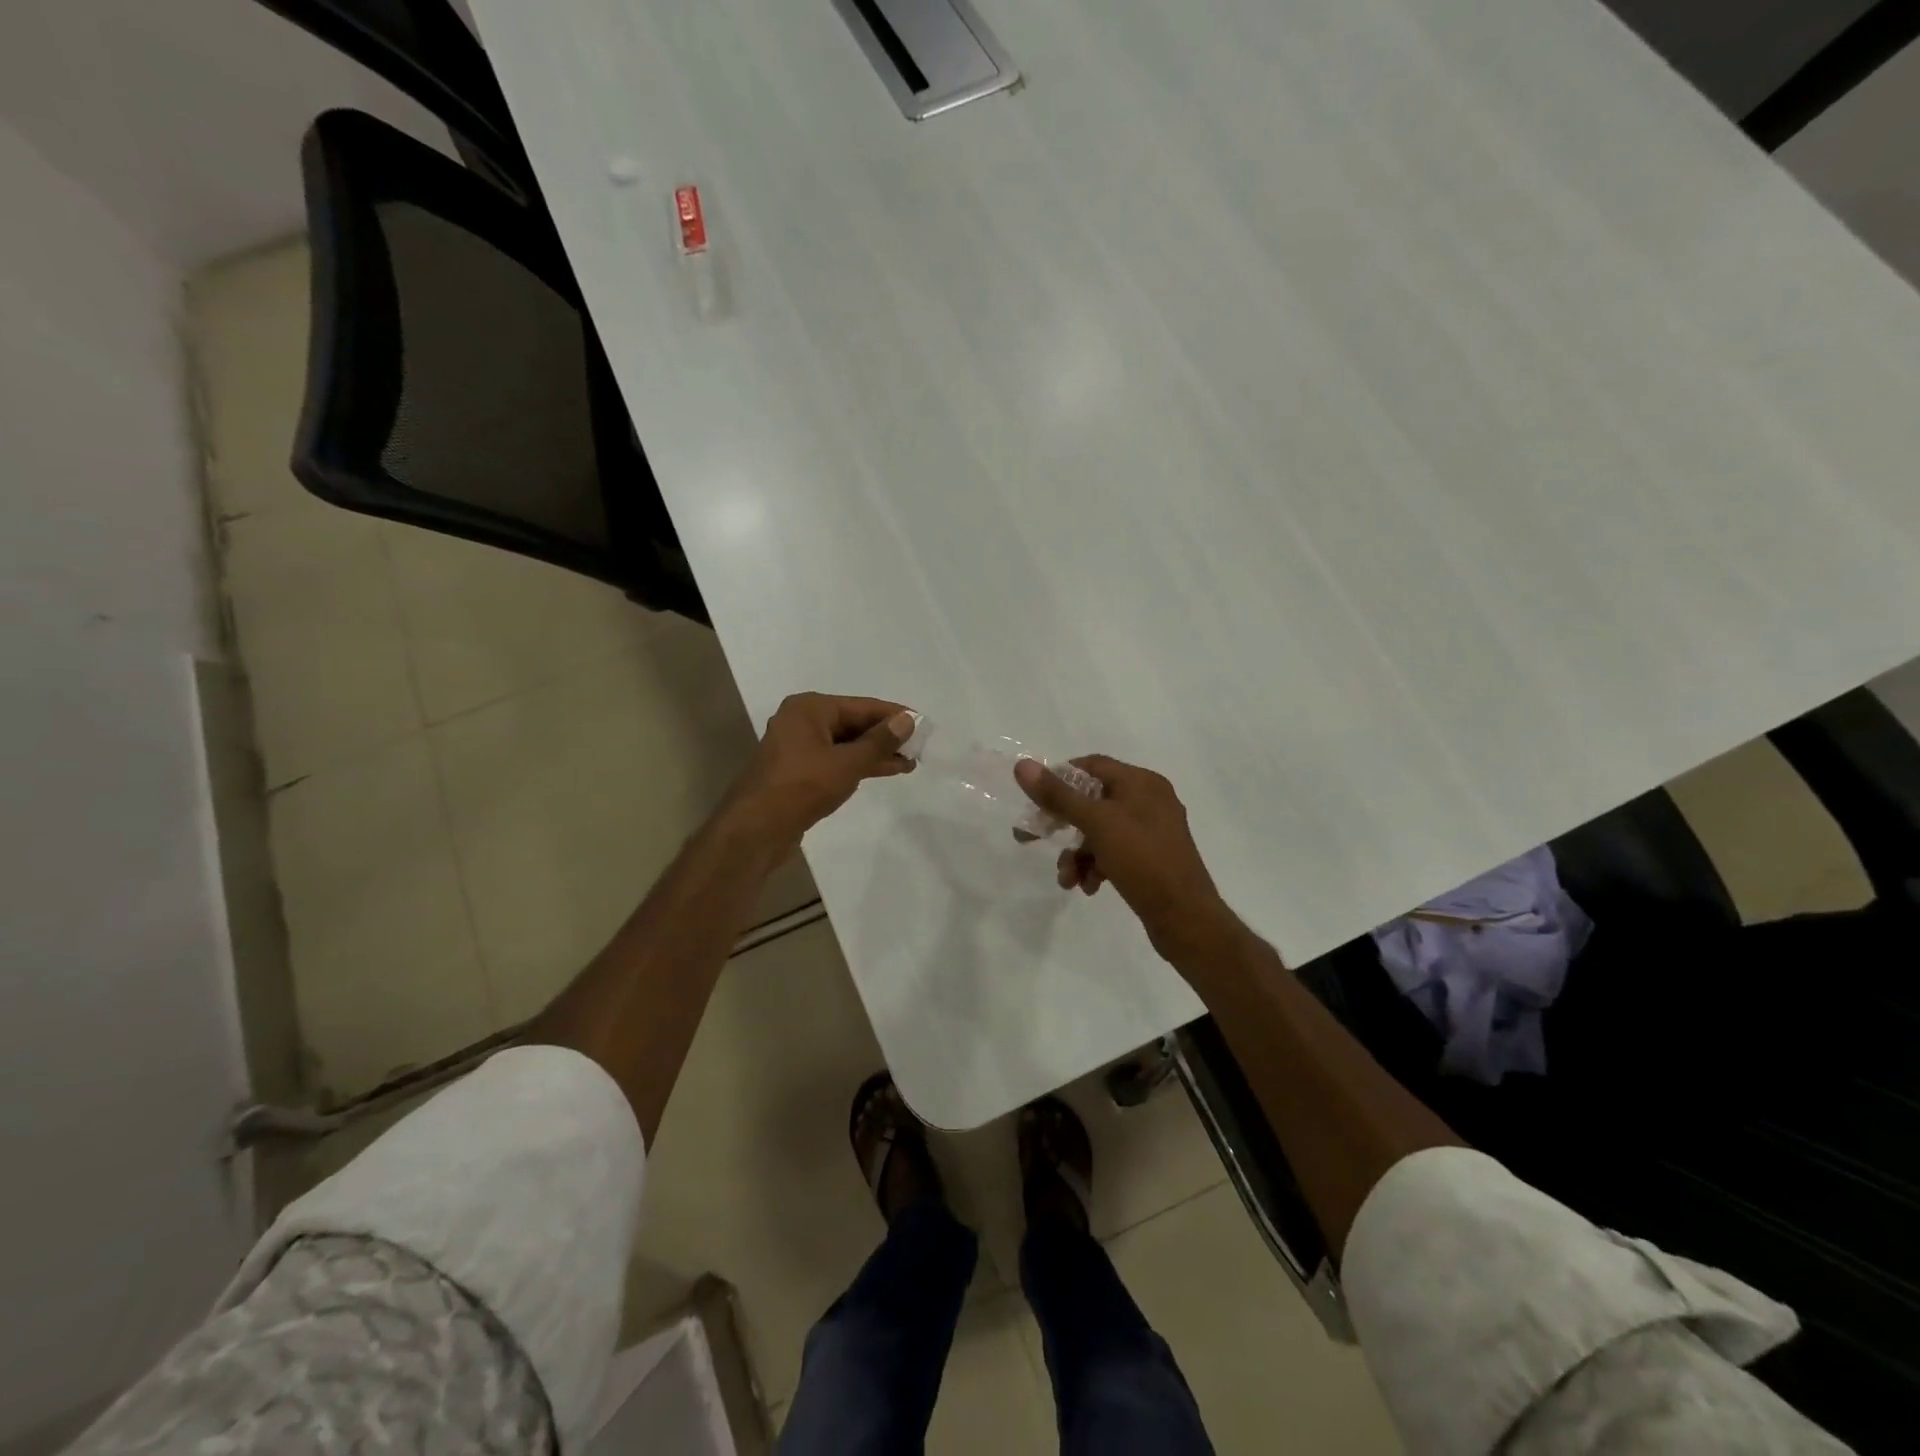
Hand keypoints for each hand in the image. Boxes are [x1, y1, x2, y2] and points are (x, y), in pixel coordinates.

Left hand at [727, 693, 916, 847]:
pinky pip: (835, 760)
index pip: (862, 706)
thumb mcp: (847, 763)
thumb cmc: (802, 787)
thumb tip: (907, 720)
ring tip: (908, 764)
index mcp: (809, 708)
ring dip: (874, 753)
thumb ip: (879, 741)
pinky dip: (857, 765)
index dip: (894, 715)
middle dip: (885, 736)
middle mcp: (801, 721)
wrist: (756, 829)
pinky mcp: (797, 771)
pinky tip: (882, 771)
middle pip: (853, 723)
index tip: (923, 724)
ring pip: (845, 744)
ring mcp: (797, 747)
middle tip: (918, 748)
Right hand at [1014, 755, 1239, 963]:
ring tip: (1067, 879)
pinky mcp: (1152, 859)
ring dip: (1077, 854)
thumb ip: (1058, 795)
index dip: (1059, 779)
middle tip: (1030, 838)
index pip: (1091, 766)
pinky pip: (1114, 853)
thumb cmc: (1142, 859)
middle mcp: (1149, 800)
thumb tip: (1023, 765)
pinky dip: (1096, 866)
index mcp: (1142, 782)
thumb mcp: (1096, 823)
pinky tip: (1088, 887)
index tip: (1034, 800)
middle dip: (1062, 824)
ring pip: (1100, 832)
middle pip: (1092, 801)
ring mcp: (1152, 831)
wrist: (1185, 916)